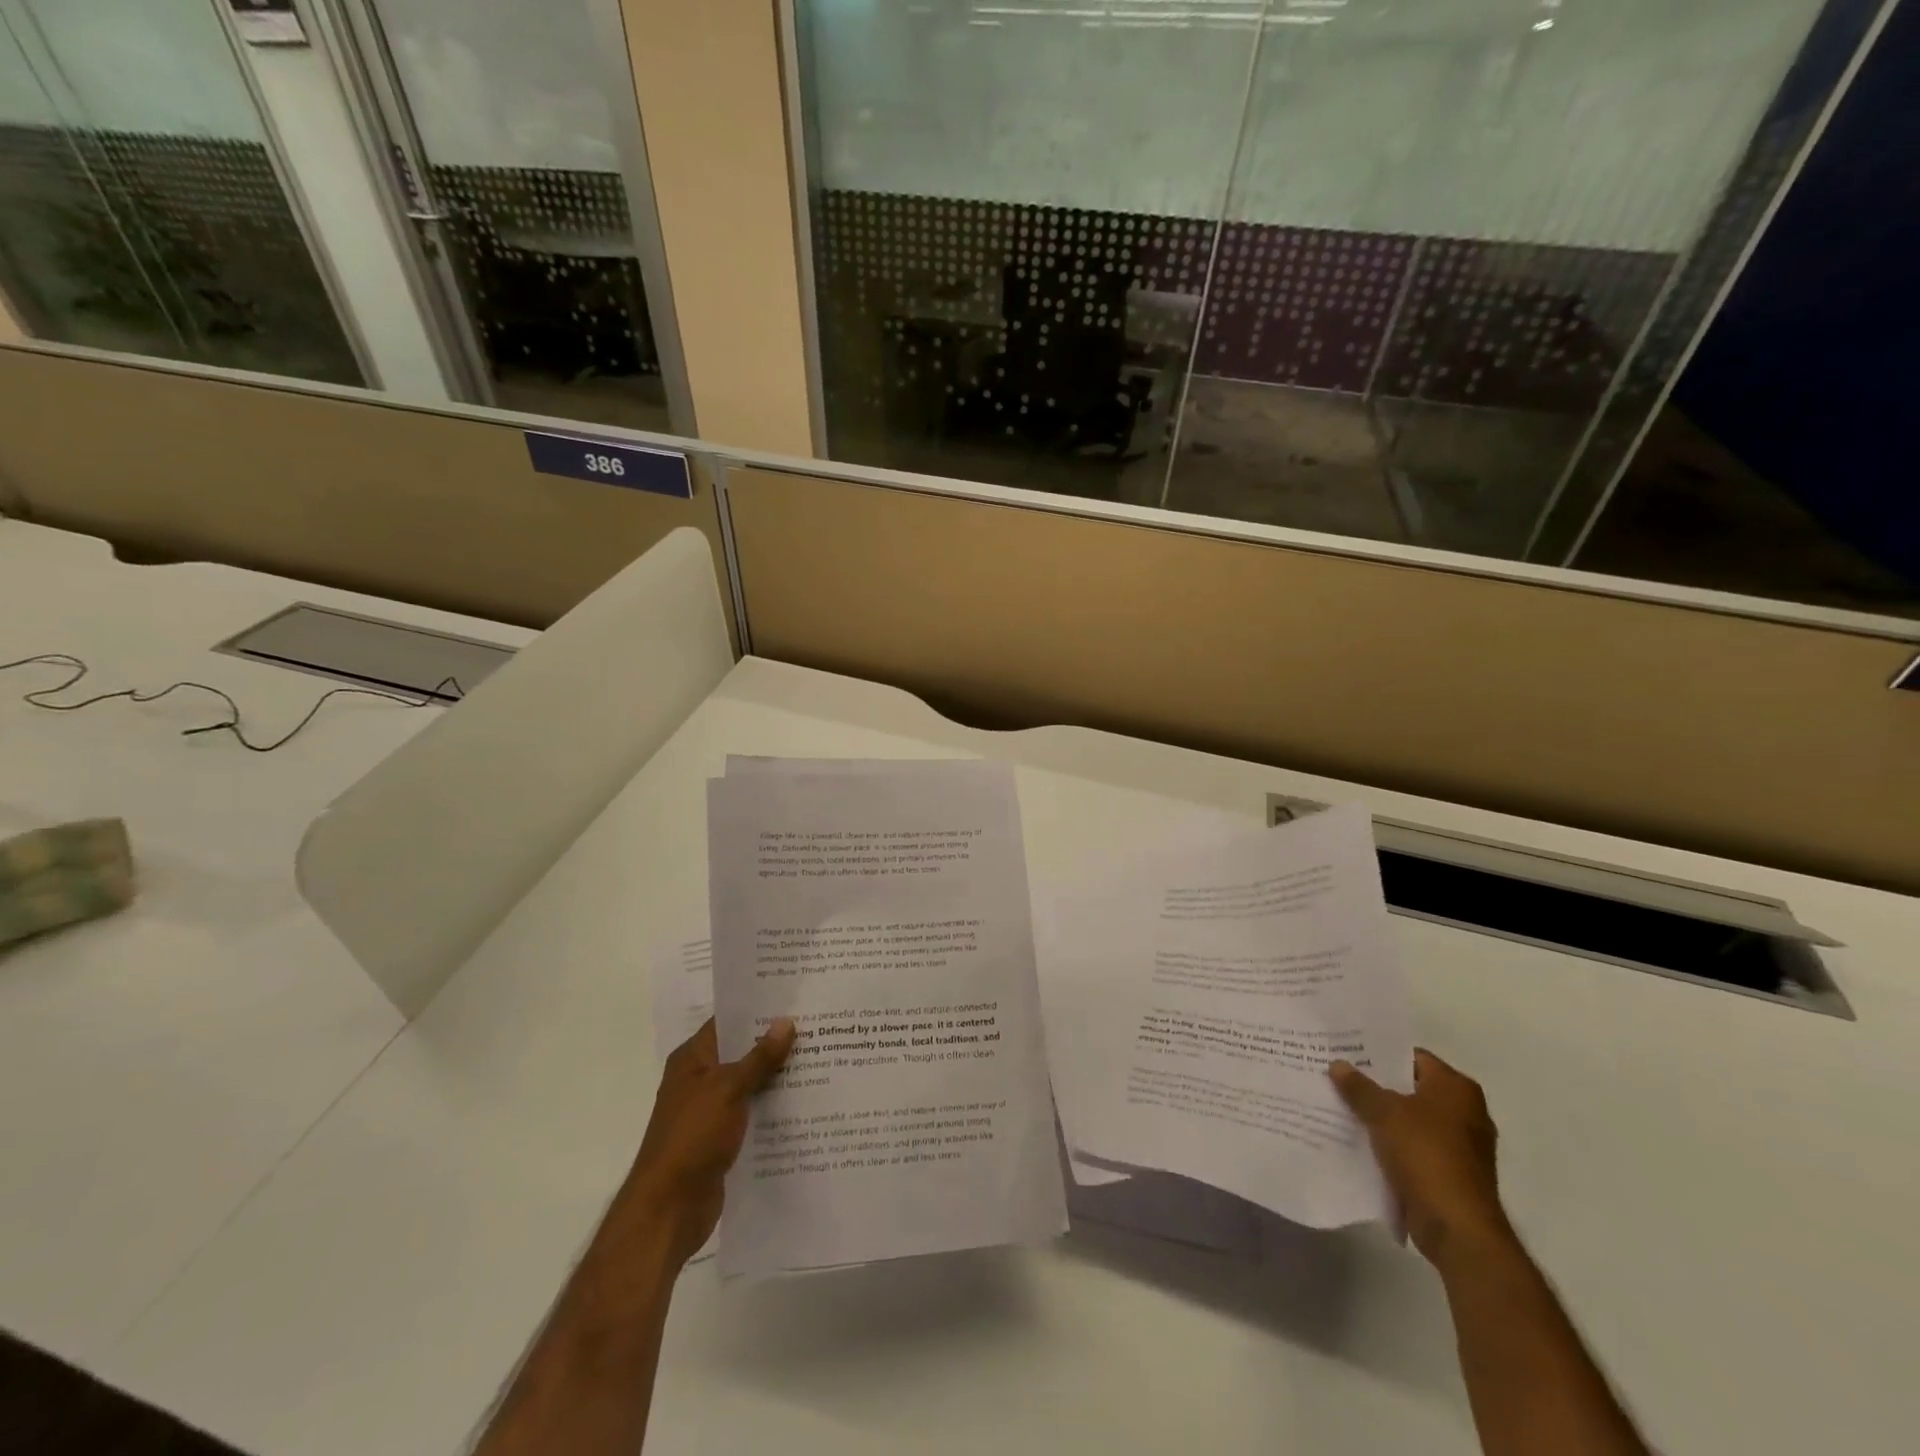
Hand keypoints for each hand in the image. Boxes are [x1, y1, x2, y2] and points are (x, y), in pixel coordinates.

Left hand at [624, 1017, 796, 1266]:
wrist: (669, 1209)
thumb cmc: (693, 1137)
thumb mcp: (729, 1089)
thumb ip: (759, 1057)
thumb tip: (786, 1021)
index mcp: (693, 1059)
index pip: (728, 1021)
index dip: (759, 1010)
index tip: (795, 999)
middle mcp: (700, 1079)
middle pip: (742, 1052)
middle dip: (775, 1043)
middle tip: (818, 1027)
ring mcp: (711, 1111)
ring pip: (750, 1084)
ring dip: (778, 1077)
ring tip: (821, 1059)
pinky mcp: (722, 1139)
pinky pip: (753, 1113)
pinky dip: (774, 1108)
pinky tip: (806, 1102)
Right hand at [1330, 1049, 1511, 1268]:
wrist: (1457, 1228)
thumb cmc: (1426, 1155)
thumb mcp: (1383, 1113)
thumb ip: (1359, 1087)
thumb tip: (1338, 1065)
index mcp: (1456, 1088)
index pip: (1412, 1056)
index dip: (1379, 1053)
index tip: (1347, 1051)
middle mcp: (1465, 1111)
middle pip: (1410, 1088)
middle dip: (1376, 1085)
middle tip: (1337, 1074)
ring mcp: (1460, 1145)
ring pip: (1409, 1119)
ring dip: (1381, 1116)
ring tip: (1341, 1103)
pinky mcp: (1449, 1172)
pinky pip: (1412, 1146)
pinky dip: (1390, 1142)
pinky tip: (1358, 1138)